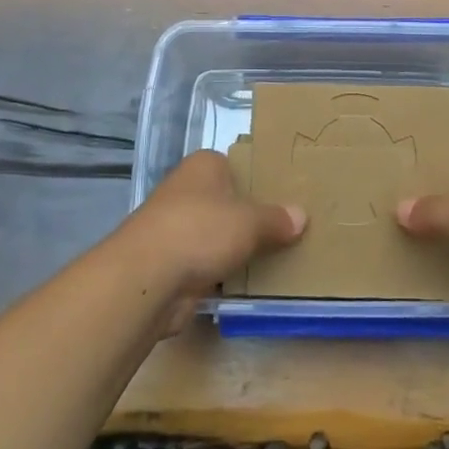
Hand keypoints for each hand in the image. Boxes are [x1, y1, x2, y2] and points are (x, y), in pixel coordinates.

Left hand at [114, 150, 305, 333]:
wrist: (146, 278)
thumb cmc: (201, 230)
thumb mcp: (250, 221)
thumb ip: (276, 219)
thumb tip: (301, 216)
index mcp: (204, 166)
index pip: (236, 165)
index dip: (257, 179)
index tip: (284, 196)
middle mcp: (187, 190)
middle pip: (227, 201)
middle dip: (250, 216)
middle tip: (287, 229)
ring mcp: (176, 228)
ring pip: (216, 234)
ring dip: (236, 248)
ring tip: (277, 257)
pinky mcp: (171, 263)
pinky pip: (207, 264)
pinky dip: (223, 273)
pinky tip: (249, 284)